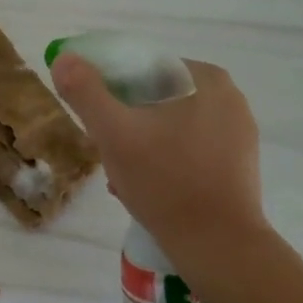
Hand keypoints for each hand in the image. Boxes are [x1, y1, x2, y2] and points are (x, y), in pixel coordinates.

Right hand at [51, 54, 267, 251]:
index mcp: (206, 78)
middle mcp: (230, 98)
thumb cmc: (164, 181)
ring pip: (170, 127)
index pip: (144, 68)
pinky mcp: (238, 164)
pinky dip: (164, 162)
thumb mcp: (114, 134)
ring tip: (123, 179)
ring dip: (141, 146)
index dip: (112, 92)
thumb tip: (64, 58)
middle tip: (107, 156)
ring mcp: (238, 133)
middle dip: (126, 124)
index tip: (97, 124)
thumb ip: (86, 92)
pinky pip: (189, 150)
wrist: (216, 244)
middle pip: (156, 100)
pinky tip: (148, 189)